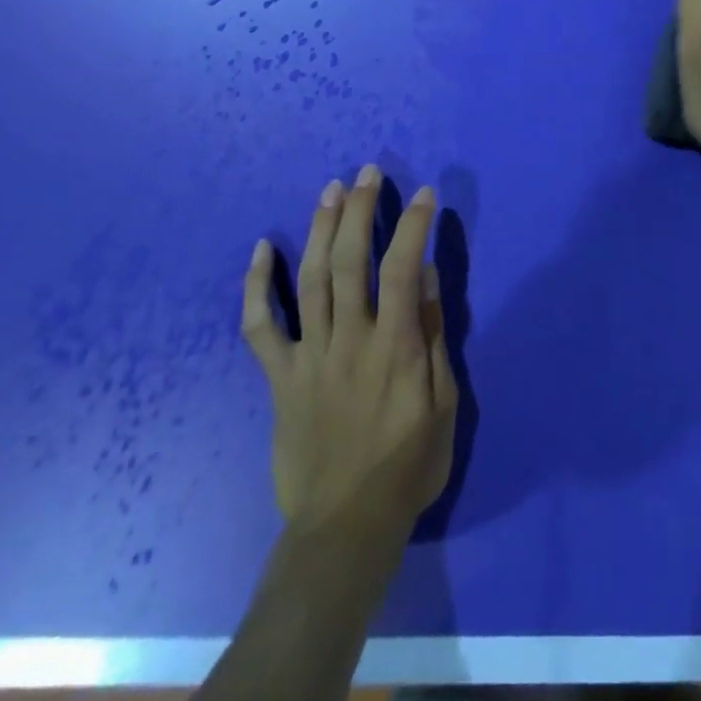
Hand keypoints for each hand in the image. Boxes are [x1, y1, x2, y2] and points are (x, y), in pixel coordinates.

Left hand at [242, 165, 457, 548]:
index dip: (410, 225)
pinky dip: (257, 286)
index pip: (401, 268)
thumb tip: (424, 275)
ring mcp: (309, 356)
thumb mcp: (443, 404)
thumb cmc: (407, 465)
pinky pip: (261, 326)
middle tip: (367, 173)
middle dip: (359, 210)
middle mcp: (348, 340)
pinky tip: (262, 248)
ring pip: (310, 279)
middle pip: (349, 261)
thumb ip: (431, 335)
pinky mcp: (279, 377)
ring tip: (331, 190)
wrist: (345, 527)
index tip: (422, 194)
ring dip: (320, 229)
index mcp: (393, 347)